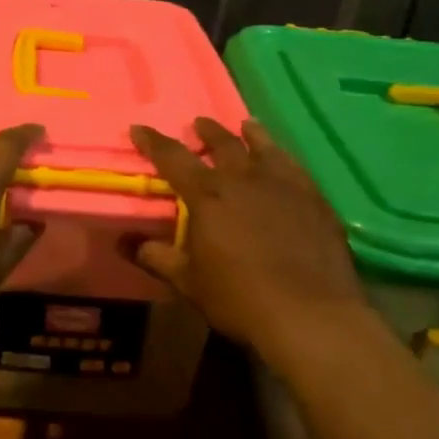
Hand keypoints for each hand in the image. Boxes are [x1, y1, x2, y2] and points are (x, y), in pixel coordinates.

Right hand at [130, 118, 369, 365]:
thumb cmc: (239, 298)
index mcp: (207, 196)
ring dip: (251, 134)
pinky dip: (283, 157)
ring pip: (264, 148)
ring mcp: (284, 186)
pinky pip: (295, 167)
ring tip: (246, 125)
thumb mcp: (188, 282)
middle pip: (223, 144)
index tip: (139, 129)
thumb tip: (123, 241)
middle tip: (199, 123)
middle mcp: (244, 179)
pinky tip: (284, 161)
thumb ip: (156, 257)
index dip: (153, 142)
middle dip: (207, 132)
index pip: (173, 158)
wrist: (310, 314)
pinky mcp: (315, 200)